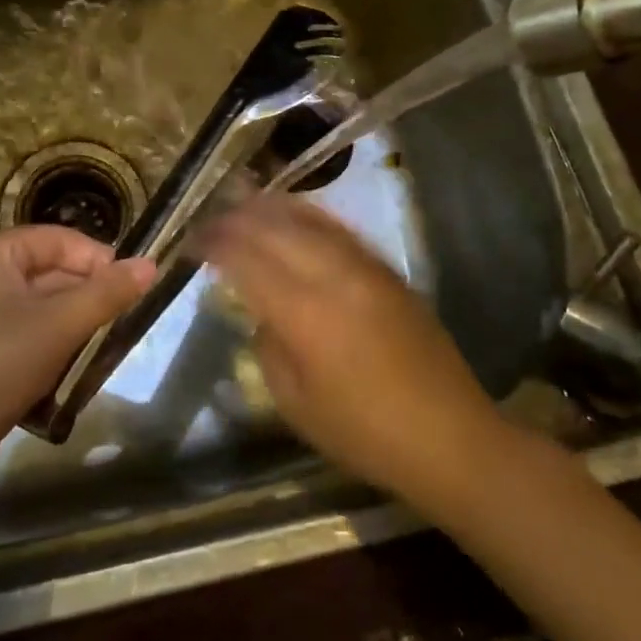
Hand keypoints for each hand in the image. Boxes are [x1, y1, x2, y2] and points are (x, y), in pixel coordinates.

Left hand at [0, 228, 155, 495]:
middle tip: (120, 324)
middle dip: (86, 296)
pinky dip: (49, 347)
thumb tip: (151, 264)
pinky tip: (67, 372)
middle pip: (48, 272)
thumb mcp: (57, 327)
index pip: (57, 239)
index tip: (131, 289)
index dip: (97, 259)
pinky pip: (22, 335)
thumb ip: (107, 294)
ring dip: (72, 325)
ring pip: (38, 308)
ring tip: (99, 349)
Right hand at [198, 195, 498, 515]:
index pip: (246, 259)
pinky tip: (293, 216)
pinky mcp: (386, 269)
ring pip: (308, 219)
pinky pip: (337, 228)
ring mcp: (364, 267)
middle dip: (235, 218)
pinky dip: (307, 216)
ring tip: (241, 204)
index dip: (214, 244)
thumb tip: (263, 311)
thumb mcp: (295, 403)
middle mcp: (333, 275)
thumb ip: (268, 347)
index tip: (191, 240)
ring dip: (270, 208)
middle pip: (274, 228)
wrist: (449, 436)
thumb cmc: (364, 433)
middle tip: (209, 219)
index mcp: (304, 312)